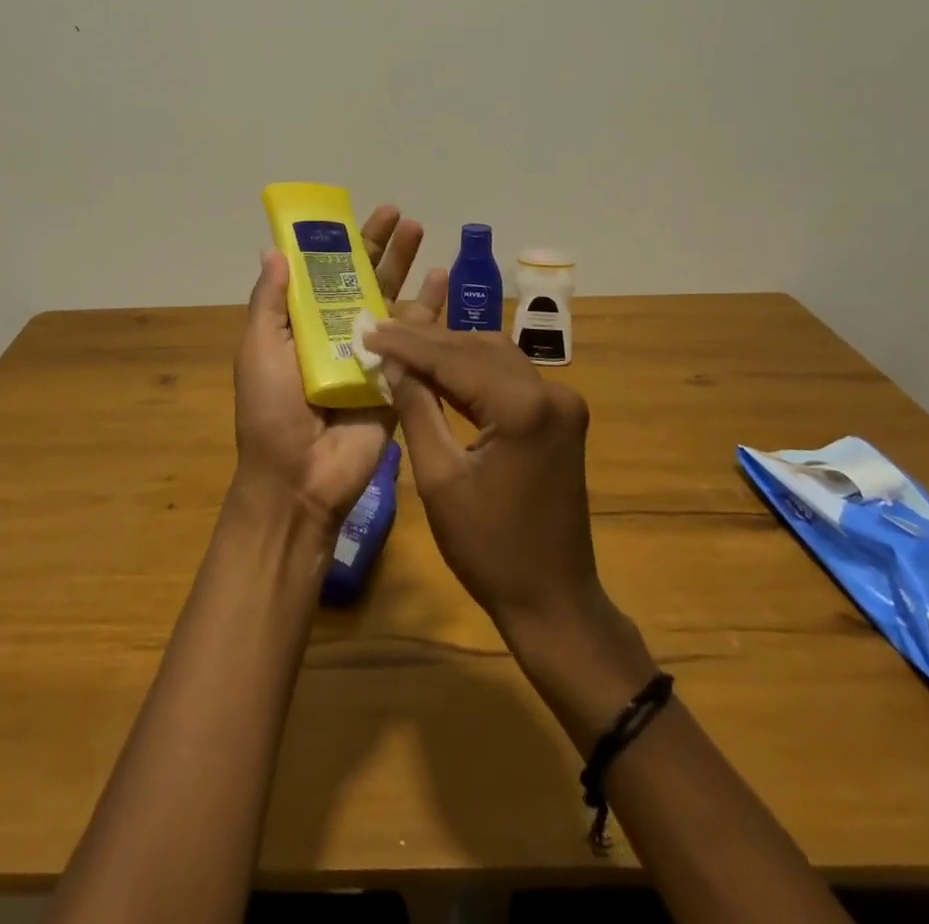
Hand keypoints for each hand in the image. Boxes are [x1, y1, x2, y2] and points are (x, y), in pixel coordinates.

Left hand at [232, 206, 440, 526]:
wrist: (300, 478)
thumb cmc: (272, 410)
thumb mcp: (258, 349)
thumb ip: (270, 302)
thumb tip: (275, 251)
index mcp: (304, 325)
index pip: (325, 274)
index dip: (340, 244)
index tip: (357, 215)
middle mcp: (339, 334)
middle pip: (364, 281)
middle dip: (382, 248)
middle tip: (402, 217)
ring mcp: (373, 355)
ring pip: (394, 302)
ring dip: (407, 268)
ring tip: (422, 233)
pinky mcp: (400, 377)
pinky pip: (418, 338)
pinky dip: (431, 308)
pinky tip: (443, 280)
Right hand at [358, 318, 613, 636]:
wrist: (553, 598)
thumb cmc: (488, 547)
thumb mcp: (439, 478)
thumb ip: (417, 410)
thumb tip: (392, 364)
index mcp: (523, 407)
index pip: (453, 358)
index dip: (407, 344)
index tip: (368, 329)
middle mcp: (550, 391)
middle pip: (477, 348)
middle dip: (426, 341)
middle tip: (379, 331)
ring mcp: (561, 402)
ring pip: (495, 356)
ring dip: (450, 351)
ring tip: (401, 345)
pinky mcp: (560, 416)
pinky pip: (510, 378)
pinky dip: (473, 371)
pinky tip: (438, 371)